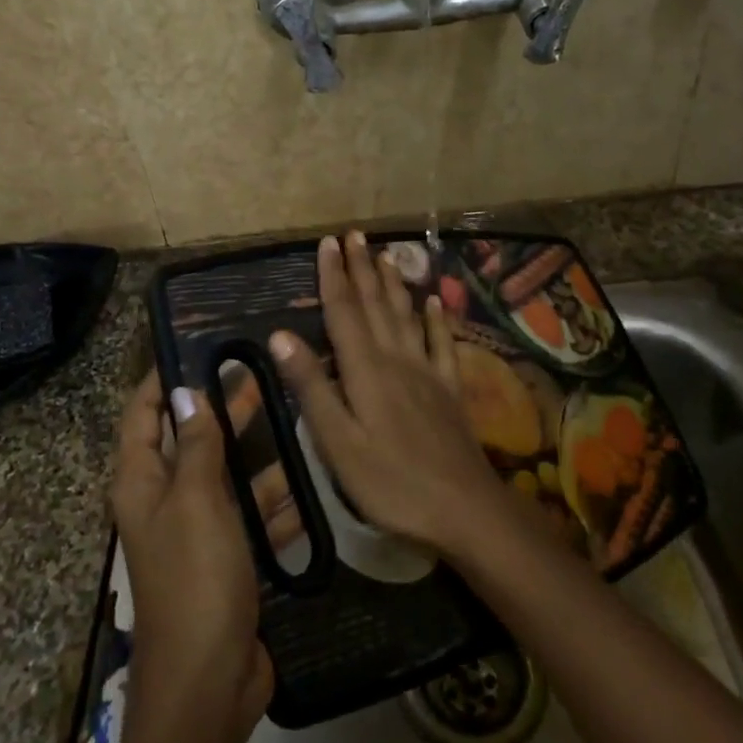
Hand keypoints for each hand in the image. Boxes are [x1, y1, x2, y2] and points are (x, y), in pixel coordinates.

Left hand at [109, 372, 272, 742]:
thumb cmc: (195, 579)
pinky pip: (253, 514)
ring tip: (294, 412)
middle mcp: (165, 501)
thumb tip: (186, 392)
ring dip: (254, 451)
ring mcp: (199, 531)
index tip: (196, 345)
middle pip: (189, 439)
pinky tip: (311, 476)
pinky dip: (276, 498)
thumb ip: (195, 446)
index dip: (162, 381)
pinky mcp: (230, 557)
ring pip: (226, 476)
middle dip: (218, 406)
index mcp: (142, 483)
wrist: (208, 682)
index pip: (142, 416)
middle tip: (256, 368)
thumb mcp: (196, 502)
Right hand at [267, 231, 509, 556]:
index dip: (333, 277)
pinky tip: (434, 302)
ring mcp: (427, 372)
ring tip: (386, 255)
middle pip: (375, 305)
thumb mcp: (338, 442)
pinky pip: (442, 344)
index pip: (343, 313)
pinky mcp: (450, 390)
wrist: (463, 508)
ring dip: (393, 284)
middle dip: (362, 268)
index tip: (327, 243)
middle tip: (354, 234)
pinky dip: (436, 319)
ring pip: (406, 316)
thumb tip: (280, 336)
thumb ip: (311, 387)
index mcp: (366, 370)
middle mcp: (397, 360)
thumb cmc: (390, 481)